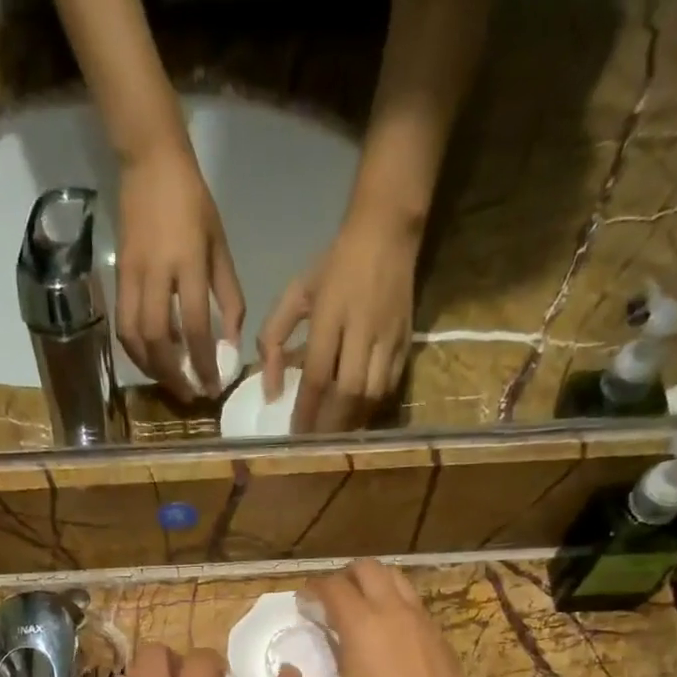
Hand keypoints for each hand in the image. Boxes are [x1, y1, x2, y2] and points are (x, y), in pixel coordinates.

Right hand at [116, 144, 244, 401]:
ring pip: (133, 336)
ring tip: (169, 382)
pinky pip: (123, 324)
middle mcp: (156, 272)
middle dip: (173, 373)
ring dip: (151, 368)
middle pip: (157, 338)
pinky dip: (136, 350)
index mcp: (187, 262)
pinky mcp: (116, 276)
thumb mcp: (220, 246)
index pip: (195, 325)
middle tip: (189, 393)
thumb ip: (229, 296)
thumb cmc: (193, 204)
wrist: (149, 162)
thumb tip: (232, 343)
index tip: (212, 387)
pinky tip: (152, 361)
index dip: (204, 362)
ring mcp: (131, 274)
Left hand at [259, 204, 418, 433]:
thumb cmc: (333, 265)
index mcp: (330, 315)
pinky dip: (371, 408)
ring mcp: (388, 337)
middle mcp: (362, 329)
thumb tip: (270, 390)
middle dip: (329, 424)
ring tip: (335, 436)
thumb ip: (274, 339)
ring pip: (371, 394)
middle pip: (348, 392)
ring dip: (351, 421)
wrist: (387, 232)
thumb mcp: (295, 293)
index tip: (294, 436)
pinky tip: (357, 417)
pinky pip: (389, 387)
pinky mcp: (406, 342)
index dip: (305, 410)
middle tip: (314, 444)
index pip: (317, 375)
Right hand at [274, 562, 517, 676]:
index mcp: (362, 624)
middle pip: (367, 568)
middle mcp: (393, 611)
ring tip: (359, 608)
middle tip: (329, 600)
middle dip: (343, 576)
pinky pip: (413, 602)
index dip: (312, 588)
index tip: (302, 603)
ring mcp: (421, 620)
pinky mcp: (439, 636)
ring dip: (372, 583)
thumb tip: (283, 672)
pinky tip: (387, 632)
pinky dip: (394, 602)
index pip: (332, 586)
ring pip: (396, 578)